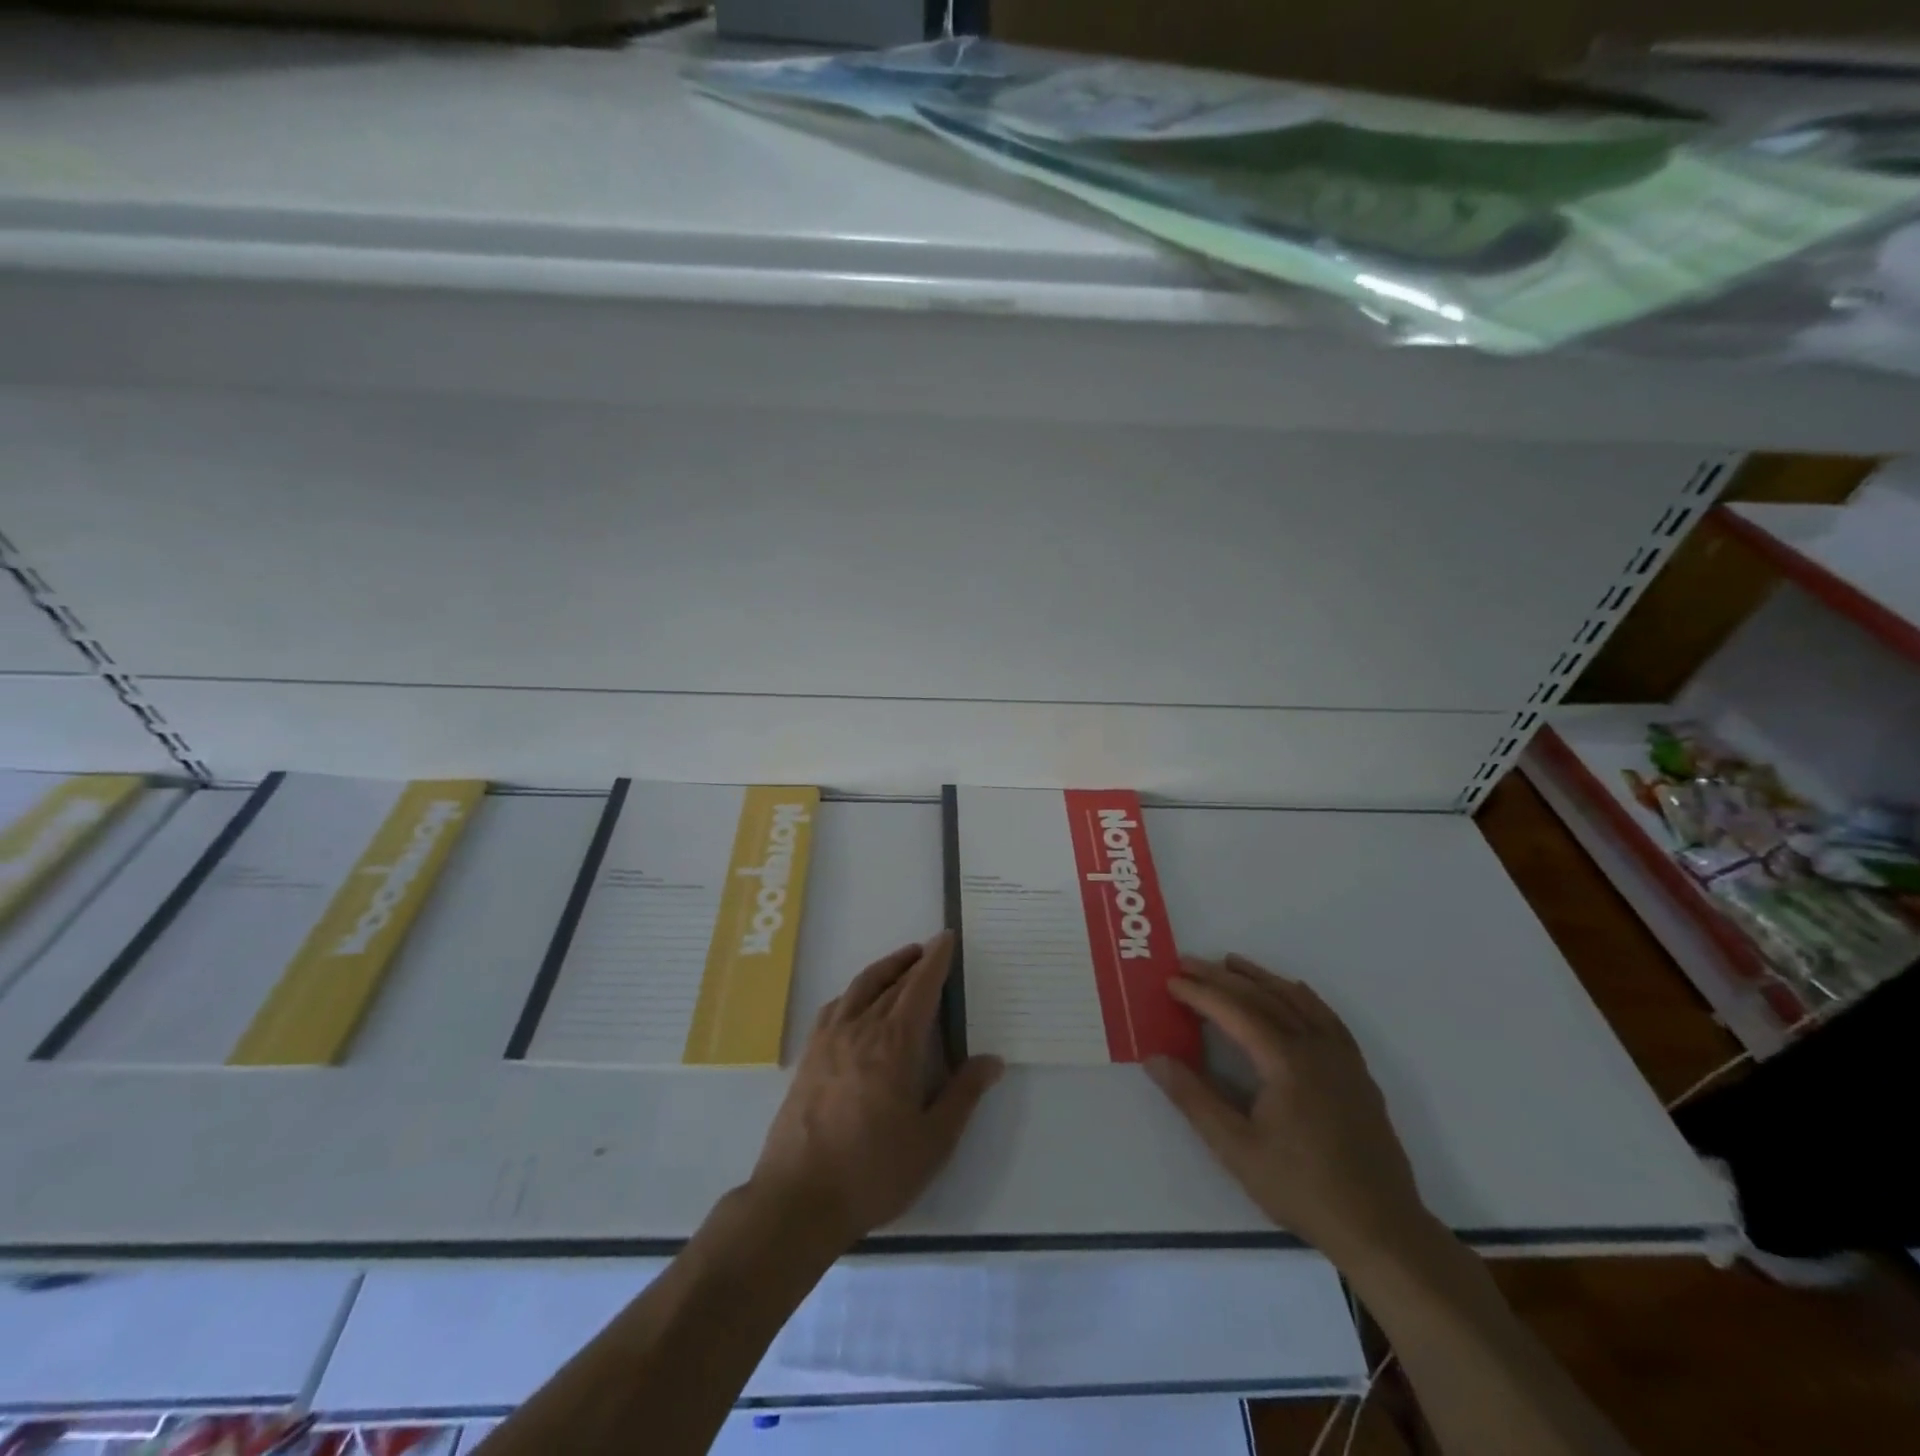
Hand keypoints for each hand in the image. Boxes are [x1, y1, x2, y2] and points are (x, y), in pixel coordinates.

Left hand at [751, 932, 1003, 1249]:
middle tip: (931, 950)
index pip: (920, 988)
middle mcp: (861, 1030)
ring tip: (902, 962)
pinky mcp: (809, 1056)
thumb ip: (963, 1095)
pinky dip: (854, 991)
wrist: (799, 1200)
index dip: (936, 960)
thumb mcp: (933, 1142)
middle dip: (914, 962)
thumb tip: (992, 1060)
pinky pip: (835, 1007)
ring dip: (884, 969)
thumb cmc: (874, 1172)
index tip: (947, 938)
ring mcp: (829, 1040)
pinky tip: (858, 1000)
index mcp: (895, 1044)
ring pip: (860, 988)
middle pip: (892, 983)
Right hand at [1147, 954, 1429, 1259]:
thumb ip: (1194, 1098)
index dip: (1199, 993)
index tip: (1171, 981)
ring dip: (1260, 978)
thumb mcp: (1236, 1149)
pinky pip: (1325, 1016)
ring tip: (1231, 964)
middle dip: (1222, 977)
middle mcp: (1314, 1045)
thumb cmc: (1302, 1188)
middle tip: (1188, 964)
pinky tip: (1290, 993)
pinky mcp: (1357, 1071)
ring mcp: (1341, 1056)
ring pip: (1296, 999)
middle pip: (1263, 996)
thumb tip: (1154, 1058)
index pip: (1234, 1010)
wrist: (1381, 1228)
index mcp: (1285, 1060)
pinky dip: (1299, 995)